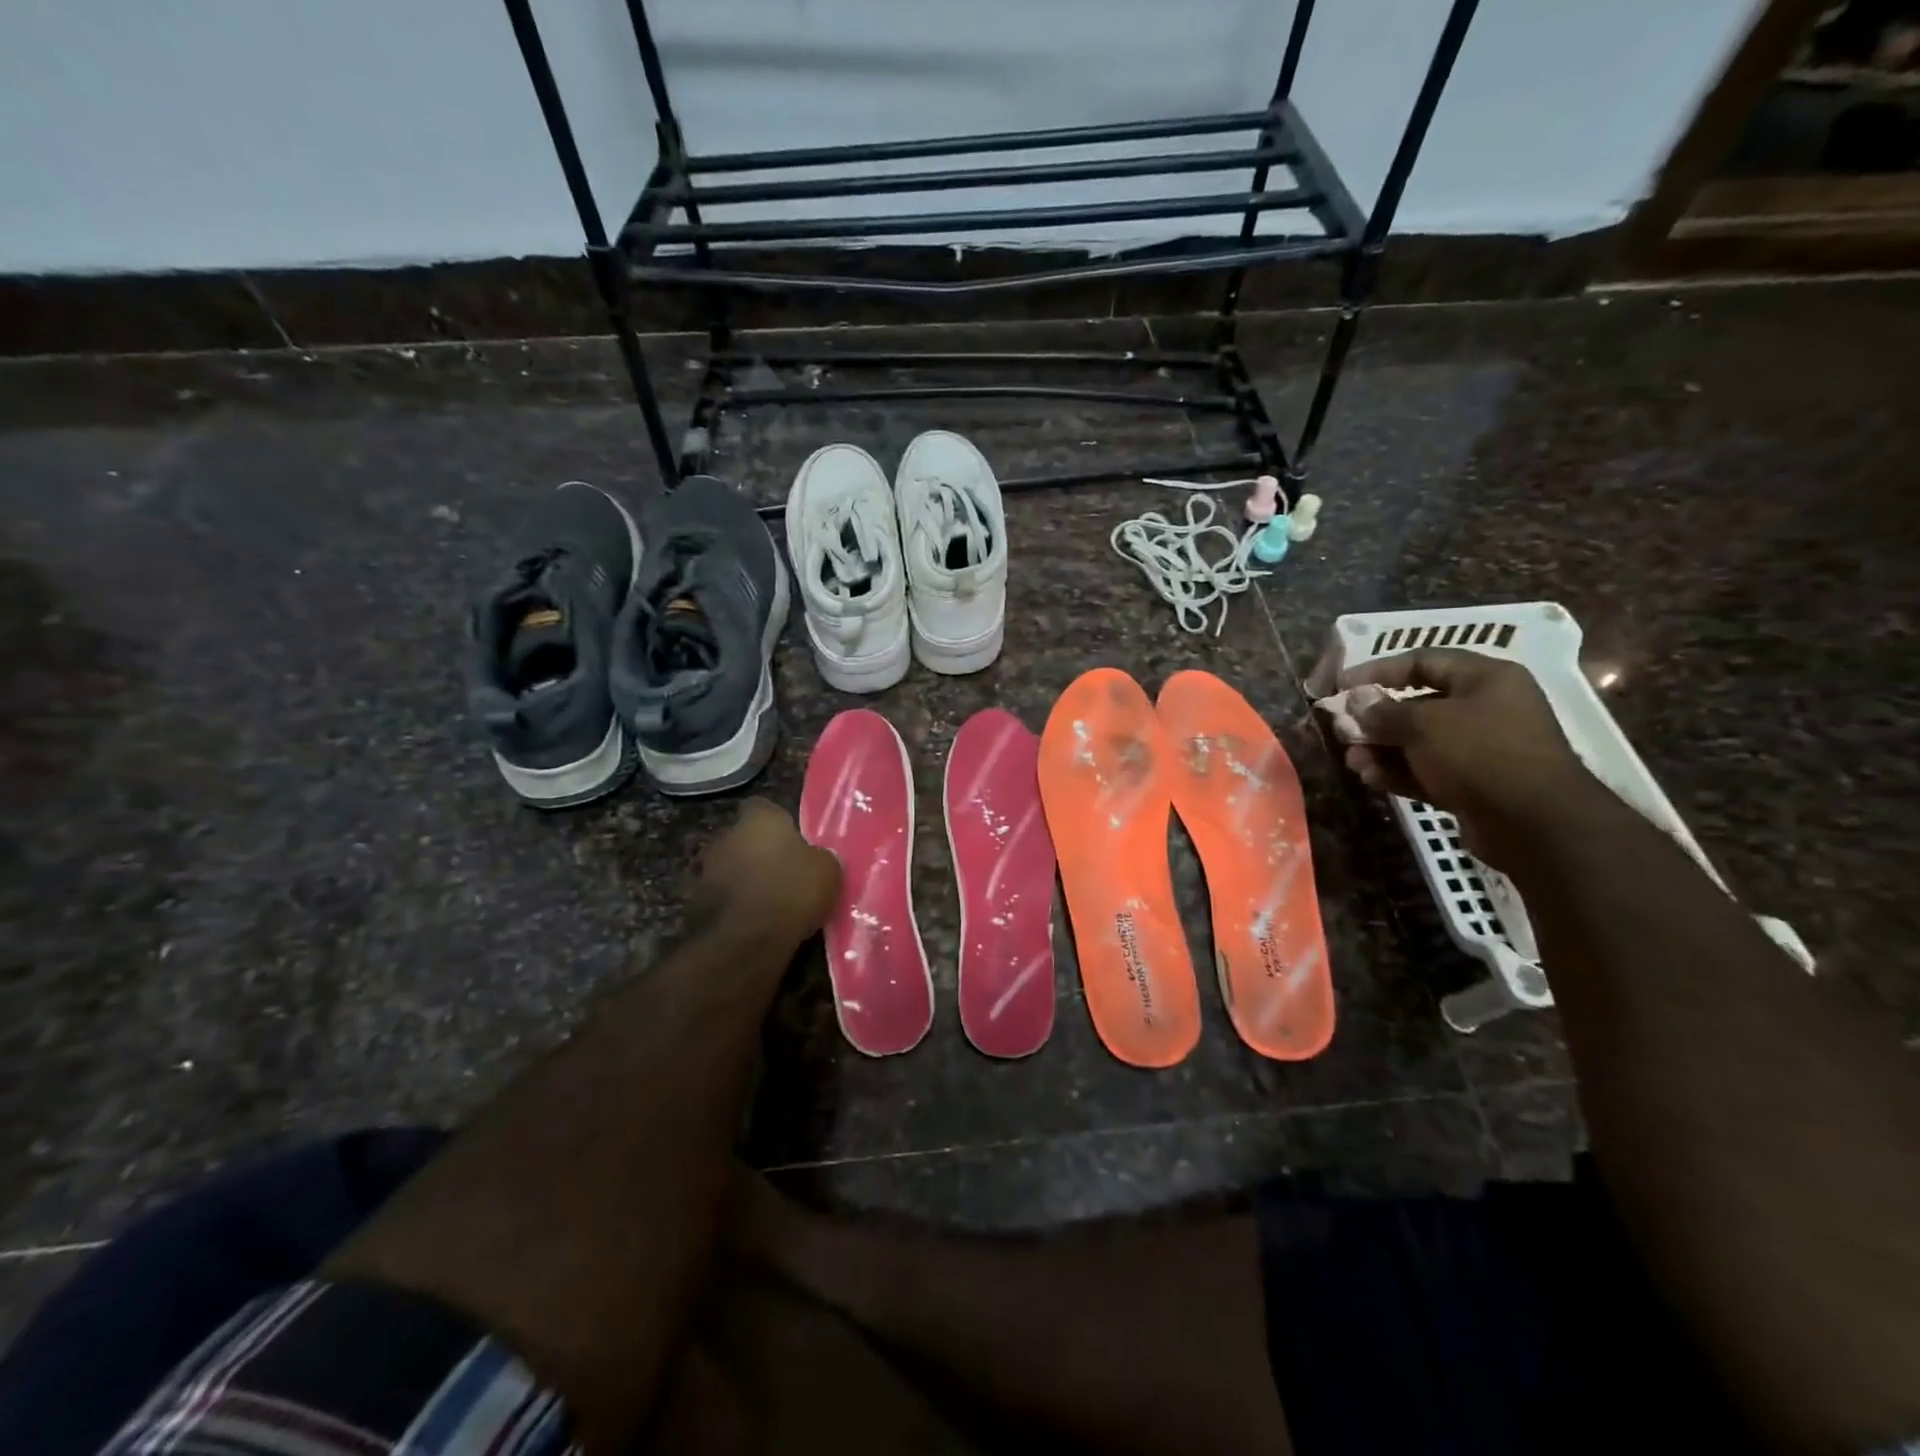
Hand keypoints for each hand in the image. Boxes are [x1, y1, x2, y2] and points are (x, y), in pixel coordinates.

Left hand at [694, 798, 841, 943]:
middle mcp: (726, 836)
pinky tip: (751, 922)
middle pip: (743, 838)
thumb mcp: (828, 870)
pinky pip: (720, 898)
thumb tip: (816, 859)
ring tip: (766, 902)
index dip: (778, 824)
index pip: (764, 808)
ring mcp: (705, 869)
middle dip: (758, 853)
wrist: (747, 940)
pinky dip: (733, 906)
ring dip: (743, 880)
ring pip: (729, 868)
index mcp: (758, 819)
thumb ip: (819, 857)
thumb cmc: (792, 891)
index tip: (792, 841)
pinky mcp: (694, 903)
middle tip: (782, 873)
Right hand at [1339, 649, 1600, 865]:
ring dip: (1381, 750)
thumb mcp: (1423, 724)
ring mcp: (1481, 748)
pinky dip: (1399, 772)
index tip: (1342, 684)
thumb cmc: (1479, 753)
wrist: (1533, 822)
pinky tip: (1371, 778)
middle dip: (1376, 719)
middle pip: (1417, 705)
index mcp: (1485, 679)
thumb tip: (1356, 702)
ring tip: (1353, 762)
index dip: (1378, 670)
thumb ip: (1383, 711)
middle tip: (1344, 731)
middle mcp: (1486, 708)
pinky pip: (1428, 771)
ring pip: (1419, 742)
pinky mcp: (1474, 784)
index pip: (1423, 661)